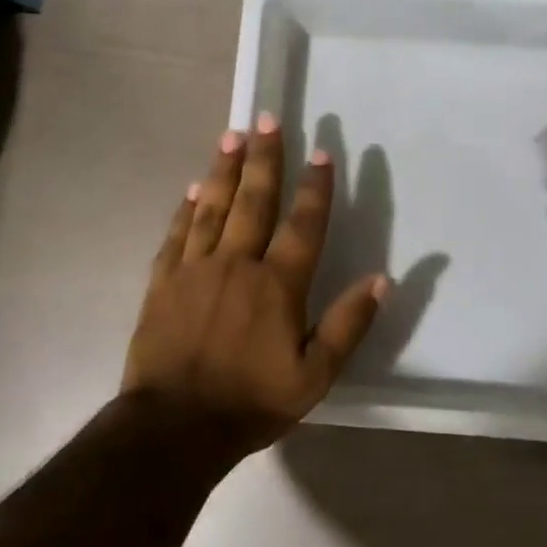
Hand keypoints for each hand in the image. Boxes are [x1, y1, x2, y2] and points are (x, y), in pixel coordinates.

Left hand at [122, 114, 388, 459]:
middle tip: (268, 119)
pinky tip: (194, 188)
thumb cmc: (251, 403)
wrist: (174, 427)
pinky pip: (177, 234)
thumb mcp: (314, 376)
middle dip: (265, 158)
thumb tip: (383, 280)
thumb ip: (348, 325)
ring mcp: (195, 270)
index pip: (304, 225)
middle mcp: (237, 264)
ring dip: (225, 170)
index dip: (316, 188)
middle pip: (254, 201)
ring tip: (233, 135)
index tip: (323, 152)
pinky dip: (187, 208)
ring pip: (213, 208)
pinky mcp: (163, 282)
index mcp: (277, 285)